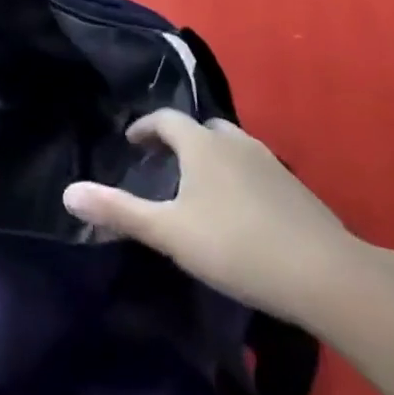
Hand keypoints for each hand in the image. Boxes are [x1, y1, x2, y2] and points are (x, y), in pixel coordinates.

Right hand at [63, 110, 368, 327]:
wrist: (326, 274)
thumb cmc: (236, 245)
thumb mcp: (169, 232)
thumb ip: (119, 211)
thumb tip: (67, 193)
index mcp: (202, 144)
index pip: (166, 120)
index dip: (144, 128)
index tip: (131, 142)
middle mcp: (236, 143)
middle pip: (201, 129)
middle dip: (178, 140)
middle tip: (162, 164)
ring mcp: (270, 164)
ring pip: (231, 148)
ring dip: (210, 157)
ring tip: (198, 187)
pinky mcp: (295, 189)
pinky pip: (254, 169)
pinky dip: (237, 177)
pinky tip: (238, 210)